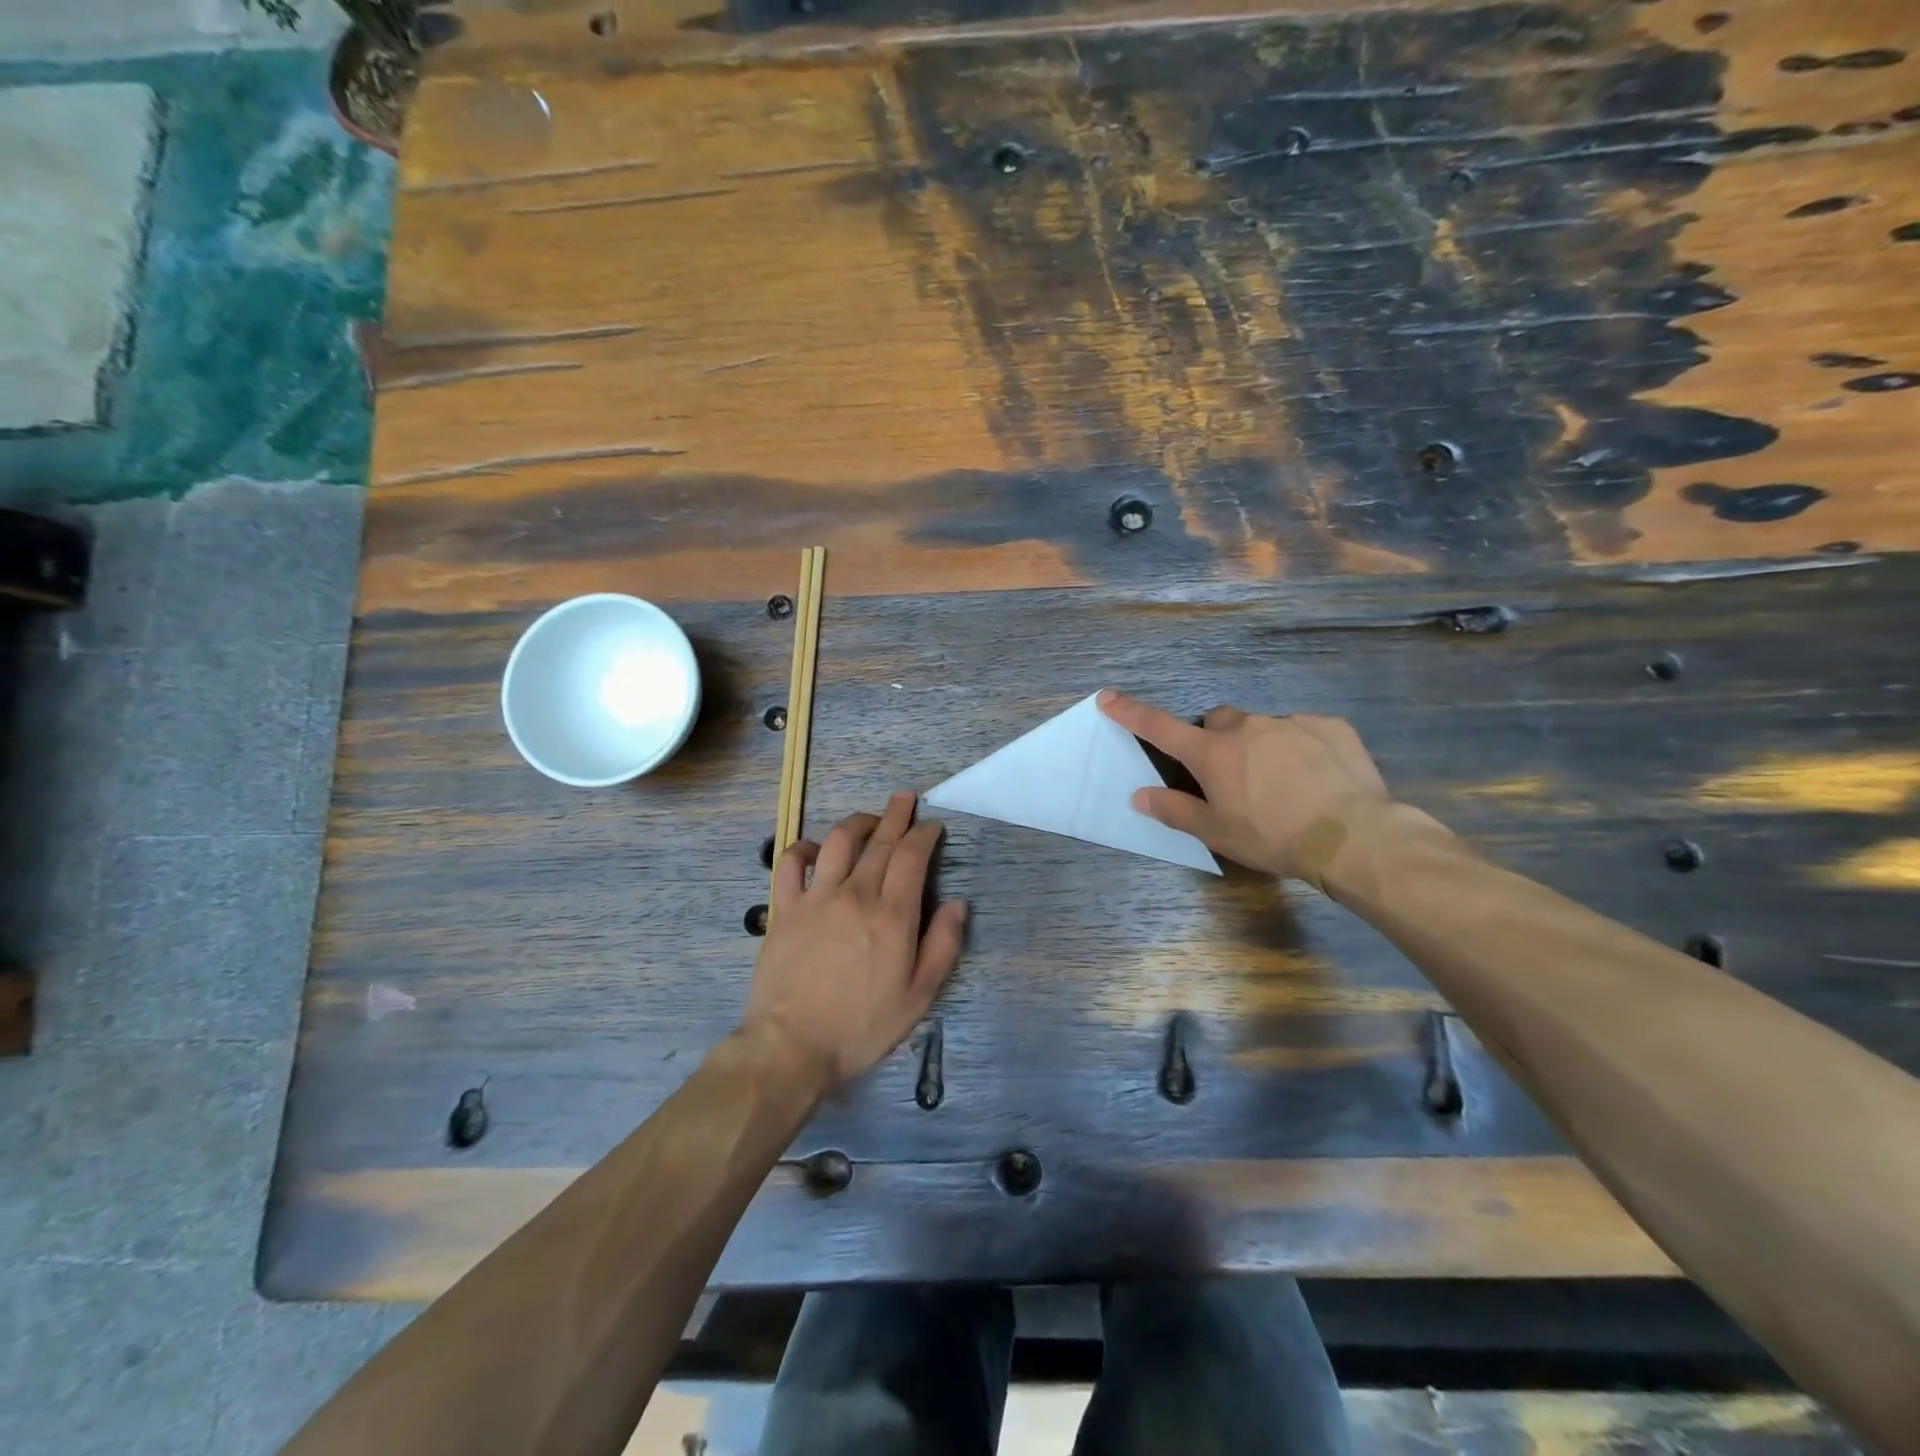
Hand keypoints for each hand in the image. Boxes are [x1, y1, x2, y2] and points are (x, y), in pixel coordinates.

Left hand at [742, 792, 967, 1093]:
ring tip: (871, 819)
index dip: (925, 834)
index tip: (932, 825)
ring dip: (859, 822)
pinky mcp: (786, 908)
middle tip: (906, 798)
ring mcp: (816, 898)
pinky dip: (806, 848)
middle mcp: (856, 894)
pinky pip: (791, 863)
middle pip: (880, 841)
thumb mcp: (918, 997)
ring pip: (839, 841)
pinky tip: (817, 850)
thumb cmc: (861, 1027)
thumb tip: (957, 904)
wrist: (791, 1047)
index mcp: (892, 915)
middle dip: (897, 814)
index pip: (912, 856)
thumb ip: (943, 946)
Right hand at [1098, 688, 1389, 878]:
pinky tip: (1316, 778)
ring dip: (1261, 746)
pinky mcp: (1329, 726)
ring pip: (1262, 727)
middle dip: (1217, 740)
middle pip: (1217, 721)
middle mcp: (1246, 727)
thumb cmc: (1273, 836)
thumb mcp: (1217, 832)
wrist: (1354, 835)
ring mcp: (1290, 722)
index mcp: (1212, 753)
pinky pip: (1304, 730)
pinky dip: (1301, 748)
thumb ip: (1174, 810)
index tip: (1108, 697)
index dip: (1131, 713)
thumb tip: (1139, 796)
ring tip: (1283, 785)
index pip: (1160, 727)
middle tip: (1231, 776)